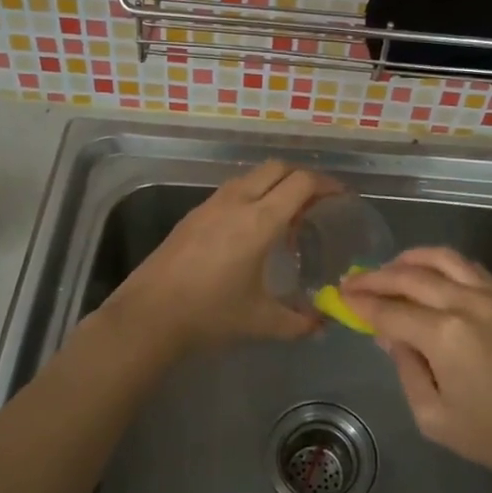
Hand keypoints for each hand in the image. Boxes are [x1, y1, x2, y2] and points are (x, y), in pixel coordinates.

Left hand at [104, 161, 336, 355]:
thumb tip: (323, 324)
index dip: (327, 184)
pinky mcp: (194, 213)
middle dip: (303, 178)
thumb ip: (299, 322)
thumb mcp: (261, 322)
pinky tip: (251, 229)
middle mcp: (238, 202)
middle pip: (279, 168)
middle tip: (317, 204)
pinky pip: (233, 190)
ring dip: (275, 185)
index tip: (341, 197)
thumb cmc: (210, 314)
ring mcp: (212, 203)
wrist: (150, 314)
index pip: (302, 183)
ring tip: (285, 217)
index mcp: (260, 221)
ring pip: (252, 176)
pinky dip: (252, 195)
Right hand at [340, 247, 491, 487]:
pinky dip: (439, 263)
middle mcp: (465, 303)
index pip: (390, 310)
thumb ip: (406, 370)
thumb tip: (389, 336)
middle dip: (376, 277)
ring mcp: (491, 294)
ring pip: (441, 259)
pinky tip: (428, 274)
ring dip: (408, 260)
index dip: (361, 303)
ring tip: (387, 269)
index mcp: (444, 335)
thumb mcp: (436, 417)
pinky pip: (466, 266)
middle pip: (409, 277)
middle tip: (353, 281)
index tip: (340, 297)